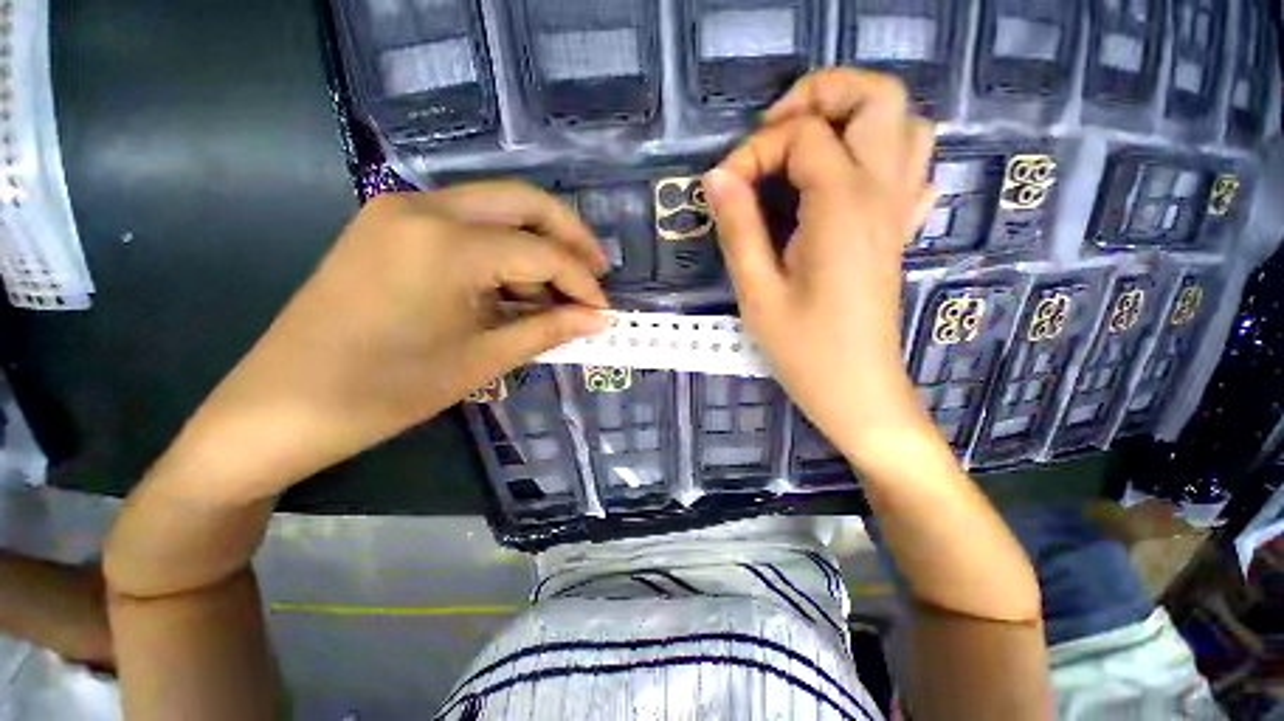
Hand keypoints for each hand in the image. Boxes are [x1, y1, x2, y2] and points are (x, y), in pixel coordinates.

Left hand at [156, 182, 608, 500]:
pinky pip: (466, 224)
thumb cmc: (386, 391)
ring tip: (551, 295)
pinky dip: (501, 251)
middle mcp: (424, 208)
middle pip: (523, 201)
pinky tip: (510, 289)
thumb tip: (598, 319)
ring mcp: (400, 210)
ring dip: (535, 245)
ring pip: (495, 208)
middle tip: (596, 273)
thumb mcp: (481, 361)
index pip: (543, 253)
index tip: (603, 311)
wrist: (281, 406)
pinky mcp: (388, 225)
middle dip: (570, 236)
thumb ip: (548, 330)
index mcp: (447, 245)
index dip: (583, 282)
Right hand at [703, 69, 936, 466]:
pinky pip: (911, 167)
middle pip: (876, 96)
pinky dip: (880, 153)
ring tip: (805, 150)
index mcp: (843, 208)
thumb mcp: (757, 292)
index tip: (723, 189)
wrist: (857, 391)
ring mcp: (898, 211)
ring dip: (853, 118)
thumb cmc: (803, 350)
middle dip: (819, 95)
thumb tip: (717, 177)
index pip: (802, 137)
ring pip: (903, 123)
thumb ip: (738, 228)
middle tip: (772, 134)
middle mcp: (881, 194)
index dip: (754, 151)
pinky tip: (844, 181)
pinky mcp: (897, 231)